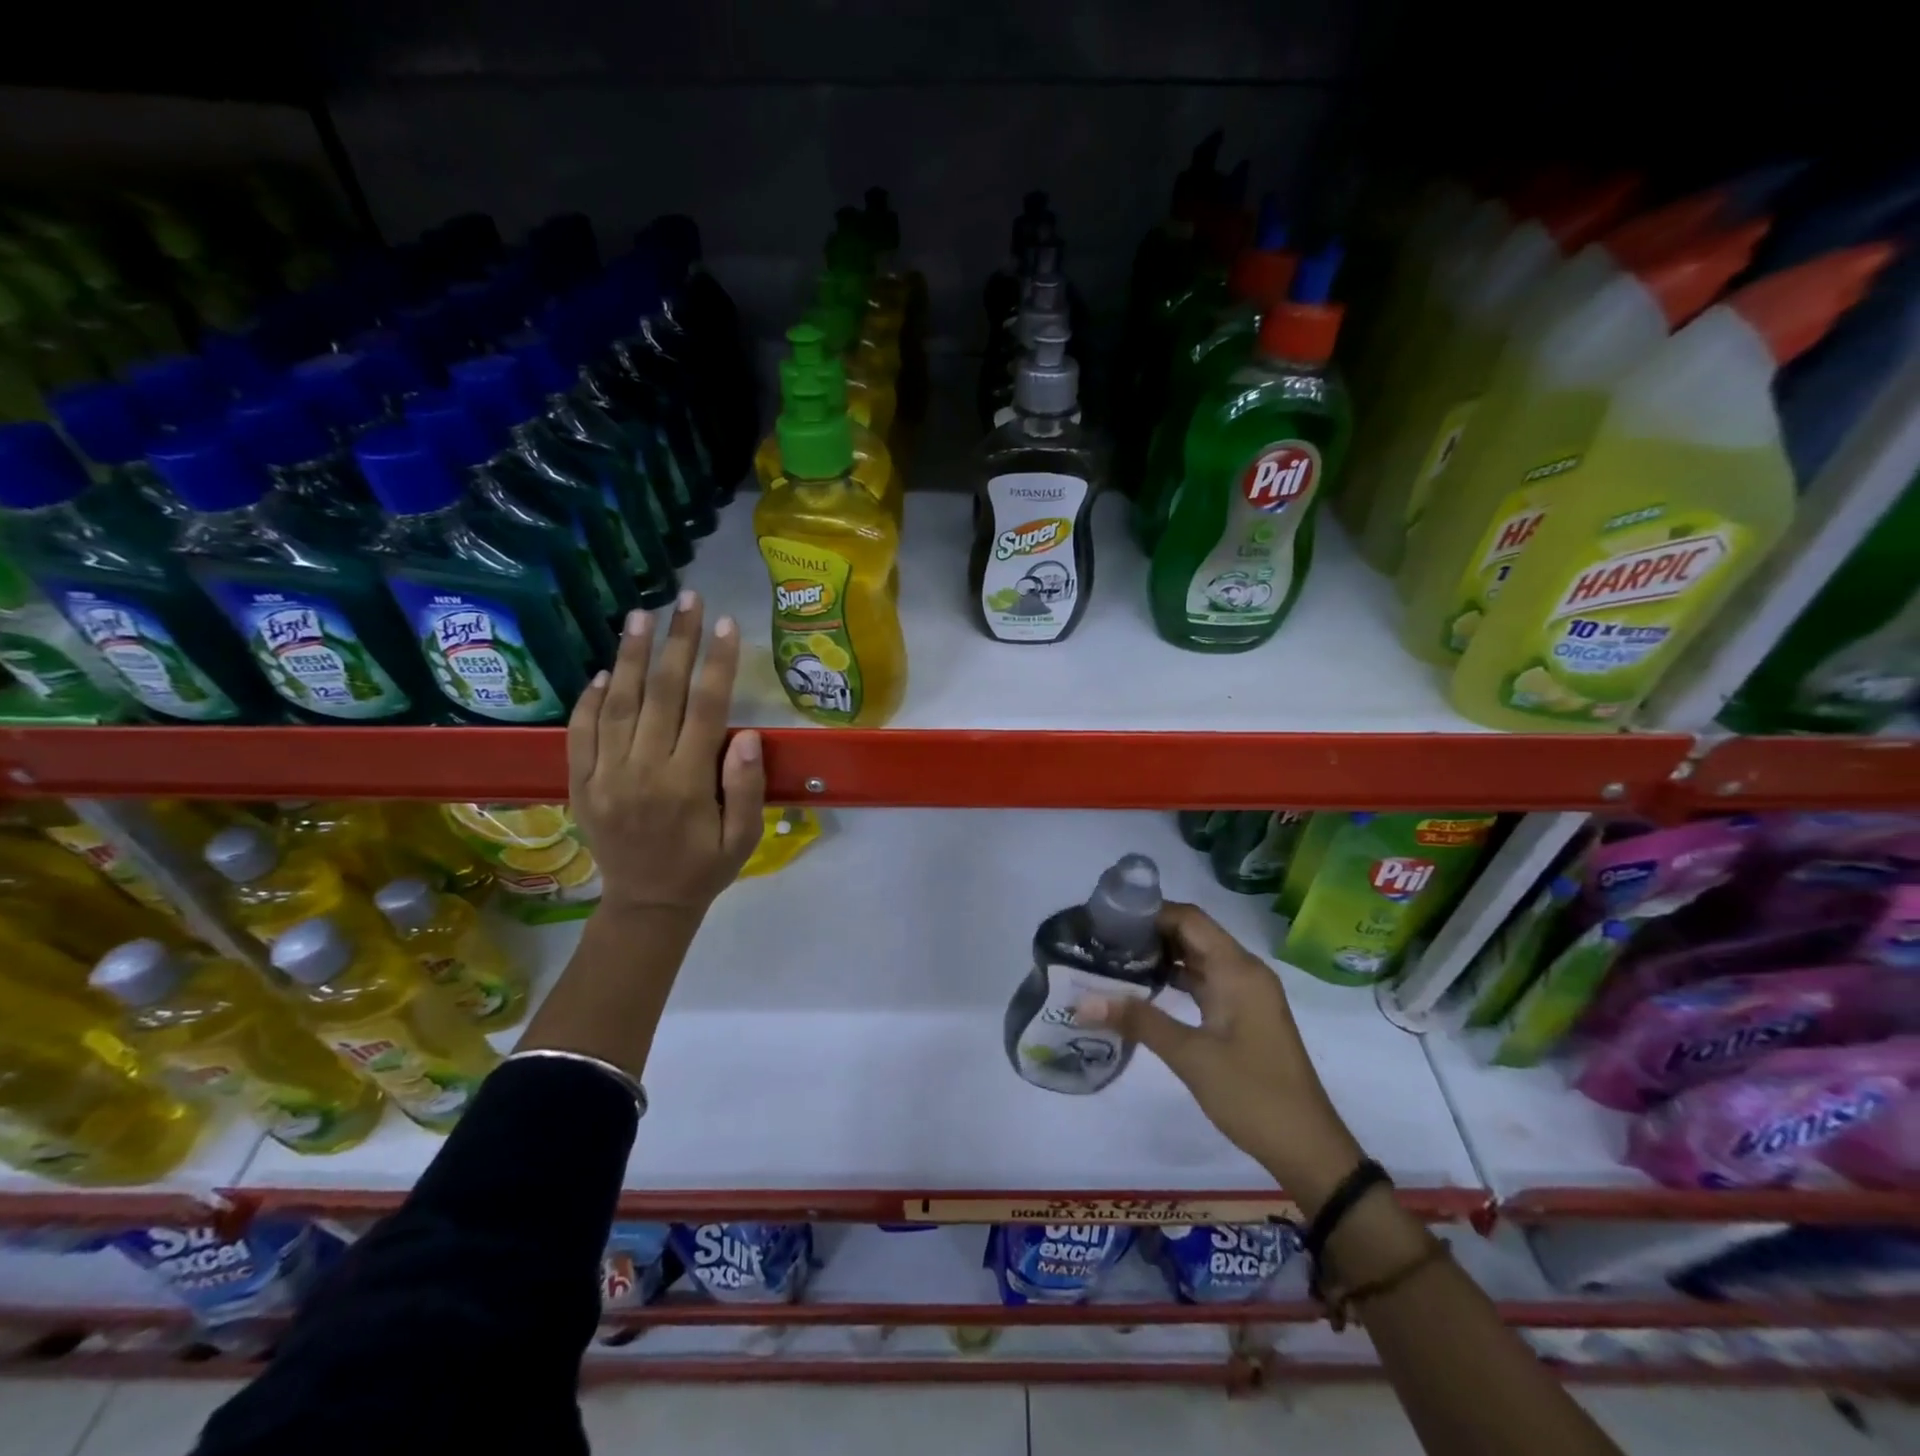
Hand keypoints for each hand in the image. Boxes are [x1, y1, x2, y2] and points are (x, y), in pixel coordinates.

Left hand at [566, 592, 765, 920]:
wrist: (646, 906)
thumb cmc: (704, 868)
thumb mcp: (743, 839)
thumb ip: (746, 789)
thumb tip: (744, 735)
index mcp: (687, 784)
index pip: (706, 709)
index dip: (718, 663)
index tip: (727, 624)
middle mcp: (642, 772)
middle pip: (662, 694)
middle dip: (678, 642)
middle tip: (687, 599)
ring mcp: (605, 776)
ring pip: (617, 704)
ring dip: (629, 656)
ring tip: (640, 615)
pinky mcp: (580, 784)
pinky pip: (579, 733)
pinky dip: (589, 699)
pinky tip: (603, 671)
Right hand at [1084, 902, 1364, 1206]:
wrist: (1307, 1148)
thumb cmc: (1252, 1094)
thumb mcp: (1190, 1056)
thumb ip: (1138, 1021)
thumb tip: (1083, 1001)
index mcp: (1238, 969)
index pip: (1189, 918)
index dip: (1149, 912)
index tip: (1108, 919)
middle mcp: (1244, 971)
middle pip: (1192, 933)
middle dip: (1149, 932)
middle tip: (1103, 939)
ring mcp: (1245, 993)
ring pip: (1197, 957)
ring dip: (1160, 956)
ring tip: (1114, 960)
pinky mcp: (1242, 1013)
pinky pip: (1204, 980)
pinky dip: (1175, 979)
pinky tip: (1142, 990)